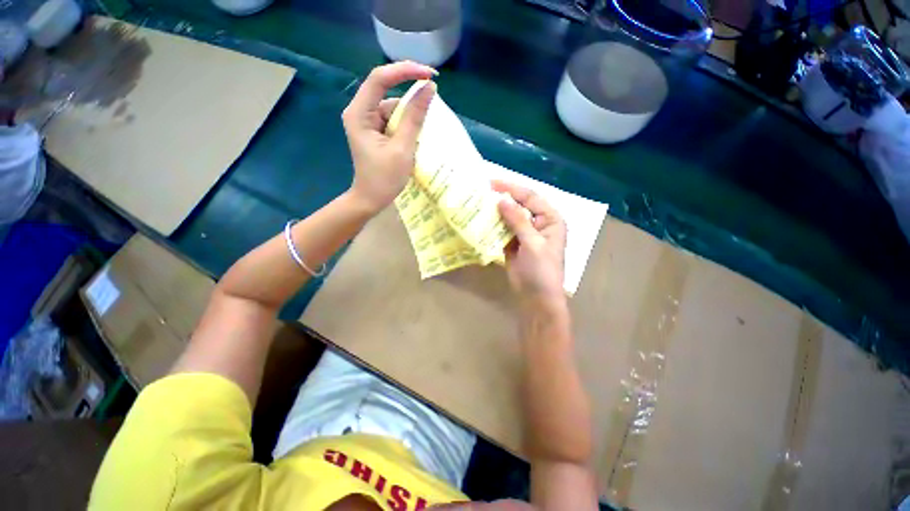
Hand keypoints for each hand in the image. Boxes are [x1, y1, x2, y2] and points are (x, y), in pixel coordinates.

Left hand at [342, 61, 436, 214]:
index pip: (380, 78)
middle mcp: (360, 112)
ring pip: (393, 108)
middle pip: (386, 91)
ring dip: (410, 115)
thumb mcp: (402, 148)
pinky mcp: (375, 132)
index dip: (405, 71)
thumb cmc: (384, 178)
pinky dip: (406, 126)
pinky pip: (393, 121)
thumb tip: (429, 88)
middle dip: (410, 94)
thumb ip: (415, 117)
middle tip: (433, 97)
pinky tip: (416, 137)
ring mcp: (367, 122)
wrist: (371, 200)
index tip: (429, 75)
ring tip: (424, 129)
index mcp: (359, 113)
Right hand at [493, 180, 566, 307]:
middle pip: (519, 205)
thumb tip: (501, 199)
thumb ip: (518, 220)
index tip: (492, 183)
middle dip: (502, 198)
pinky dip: (493, 227)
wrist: (537, 298)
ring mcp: (525, 234)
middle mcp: (538, 223)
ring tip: (478, 204)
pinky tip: (481, 221)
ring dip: (496, 212)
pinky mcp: (514, 244)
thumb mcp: (532, 243)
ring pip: (509, 218)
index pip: (530, 197)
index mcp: (550, 219)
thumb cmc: (541, 270)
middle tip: (482, 192)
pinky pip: (503, 231)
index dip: (512, 188)